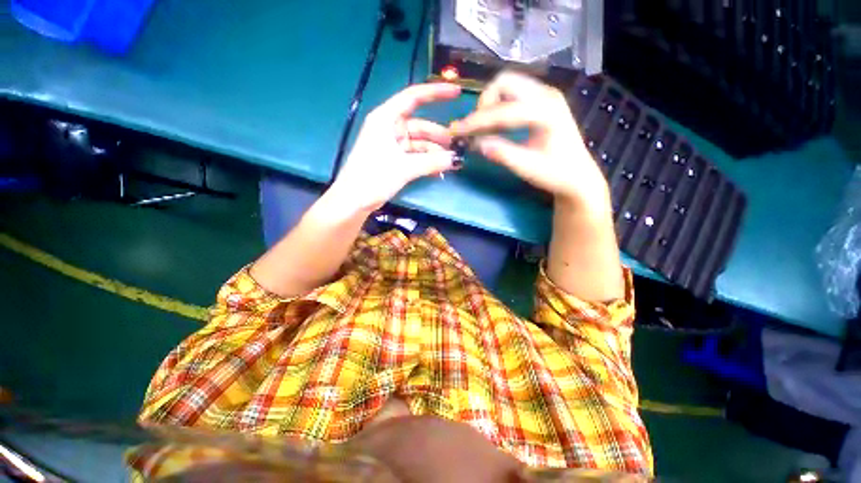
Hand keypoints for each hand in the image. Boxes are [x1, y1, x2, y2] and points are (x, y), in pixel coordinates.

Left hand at [332, 83, 461, 210]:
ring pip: (418, 143)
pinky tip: (438, 171)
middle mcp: (388, 128)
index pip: (413, 97)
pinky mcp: (392, 159)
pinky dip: (425, 162)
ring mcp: (390, 145)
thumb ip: (431, 162)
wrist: (353, 200)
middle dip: (438, 134)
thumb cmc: (374, 177)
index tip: (456, 93)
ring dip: (433, 151)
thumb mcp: (404, 168)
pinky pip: (414, 156)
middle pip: (419, 125)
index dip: (435, 93)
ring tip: (450, 162)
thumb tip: (456, 159)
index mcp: (386, 119)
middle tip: (456, 145)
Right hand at [450, 71, 609, 212]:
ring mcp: (545, 95)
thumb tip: (475, 143)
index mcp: (546, 111)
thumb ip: (501, 153)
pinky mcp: (540, 101)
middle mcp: (546, 95)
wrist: (578, 176)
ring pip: (507, 86)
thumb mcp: (527, 168)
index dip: (476, 121)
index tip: (457, 132)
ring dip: (489, 105)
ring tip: (481, 129)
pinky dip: (497, 107)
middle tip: (474, 130)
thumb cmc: (556, 174)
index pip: (503, 110)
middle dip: (484, 105)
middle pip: (504, 83)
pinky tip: (492, 127)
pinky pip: (512, 95)